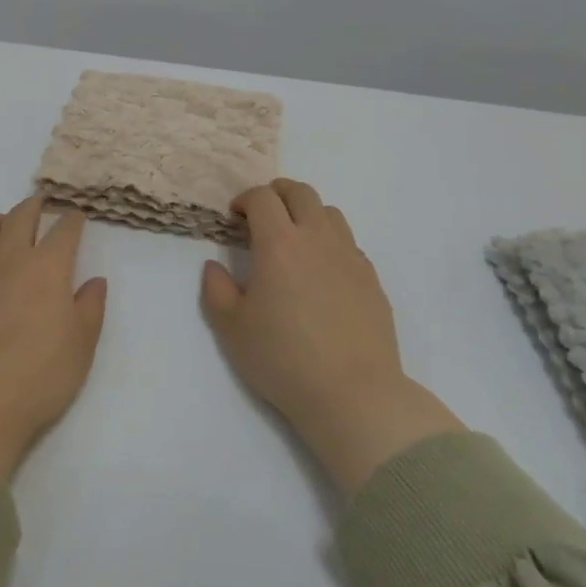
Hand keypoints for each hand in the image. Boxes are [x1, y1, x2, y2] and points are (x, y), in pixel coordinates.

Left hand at [0, 194, 108, 481]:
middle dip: (36, 206)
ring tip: (5, 229)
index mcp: (47, 266)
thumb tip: (93, 280)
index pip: (64, 229)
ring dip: (0, 221)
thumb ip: (90, 307)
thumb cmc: (37, 377)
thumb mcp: (81, 346)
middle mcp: (8, 255)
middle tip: (41, 206)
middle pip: (22, 215)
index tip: (76, 217)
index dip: (73, 220)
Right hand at [201, 179, 462, 497]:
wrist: (352, 393)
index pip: (262, 198)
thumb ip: (216, 290)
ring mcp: (350, 256)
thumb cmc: (283, 359)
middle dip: (277, 194)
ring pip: (330, 213)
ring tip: (293, 240)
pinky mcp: (371, 278)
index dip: (245, 199)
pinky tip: (321, 273)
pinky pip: (349, 243)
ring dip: (306, 214)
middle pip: (301, 192)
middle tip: (261, 216)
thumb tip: (214, 266)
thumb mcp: (231, 328)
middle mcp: (317, 239)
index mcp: (279, 244)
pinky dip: (330, 242)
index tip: (235, 218)